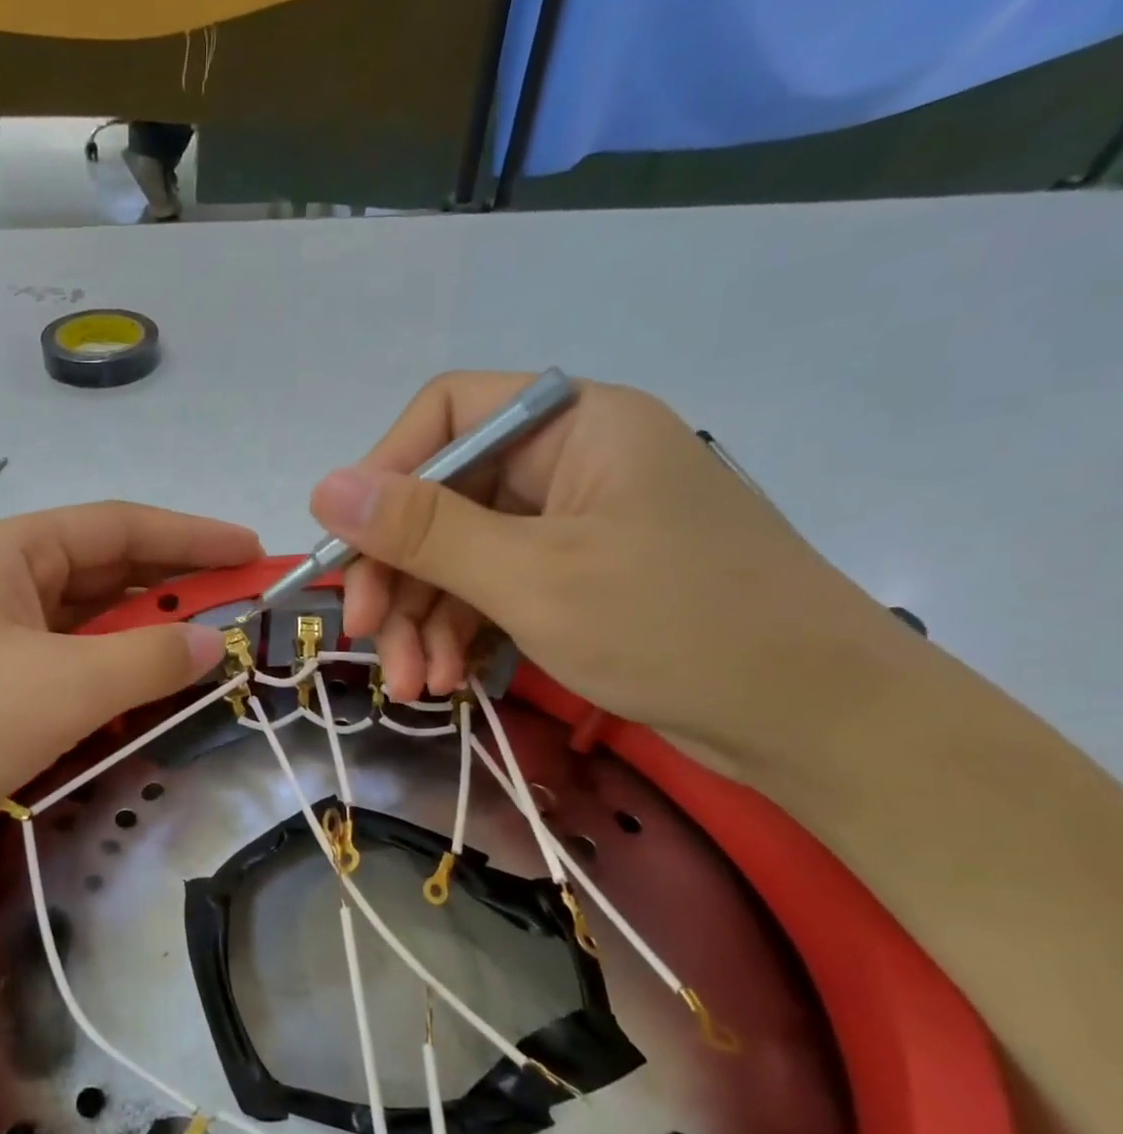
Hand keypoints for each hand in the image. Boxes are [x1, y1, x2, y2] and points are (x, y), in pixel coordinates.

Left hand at [0, 503, 258, 870]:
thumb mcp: (59, 688)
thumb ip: (146, 659)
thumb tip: (214, 642)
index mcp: (9, 554)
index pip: (119, 526)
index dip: (193, 536)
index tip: (254, 552)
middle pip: (104, 573)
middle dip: (175, 587)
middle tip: (244, 607)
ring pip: (85, 626)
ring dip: (143, 637)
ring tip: (206, 650)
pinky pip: (63, 669)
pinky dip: (108, 677)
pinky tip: (141, 695)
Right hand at [309, 372, 915, 777]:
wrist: (810, 718)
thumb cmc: (676, 626)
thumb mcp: (532, 577)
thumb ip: (423, 530)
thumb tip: (323, 487)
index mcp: (573, 425)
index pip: (446, 415)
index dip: (383, 476)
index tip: (347, 551)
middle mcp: (568, 462)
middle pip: (442, 499)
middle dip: (399, 576)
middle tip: (368, 641)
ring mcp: (571, 525)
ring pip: (460, 555)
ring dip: (423, 620)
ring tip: (411, 686)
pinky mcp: (574, 579)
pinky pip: (491, 591)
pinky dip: (460, 635)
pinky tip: (444, 682)